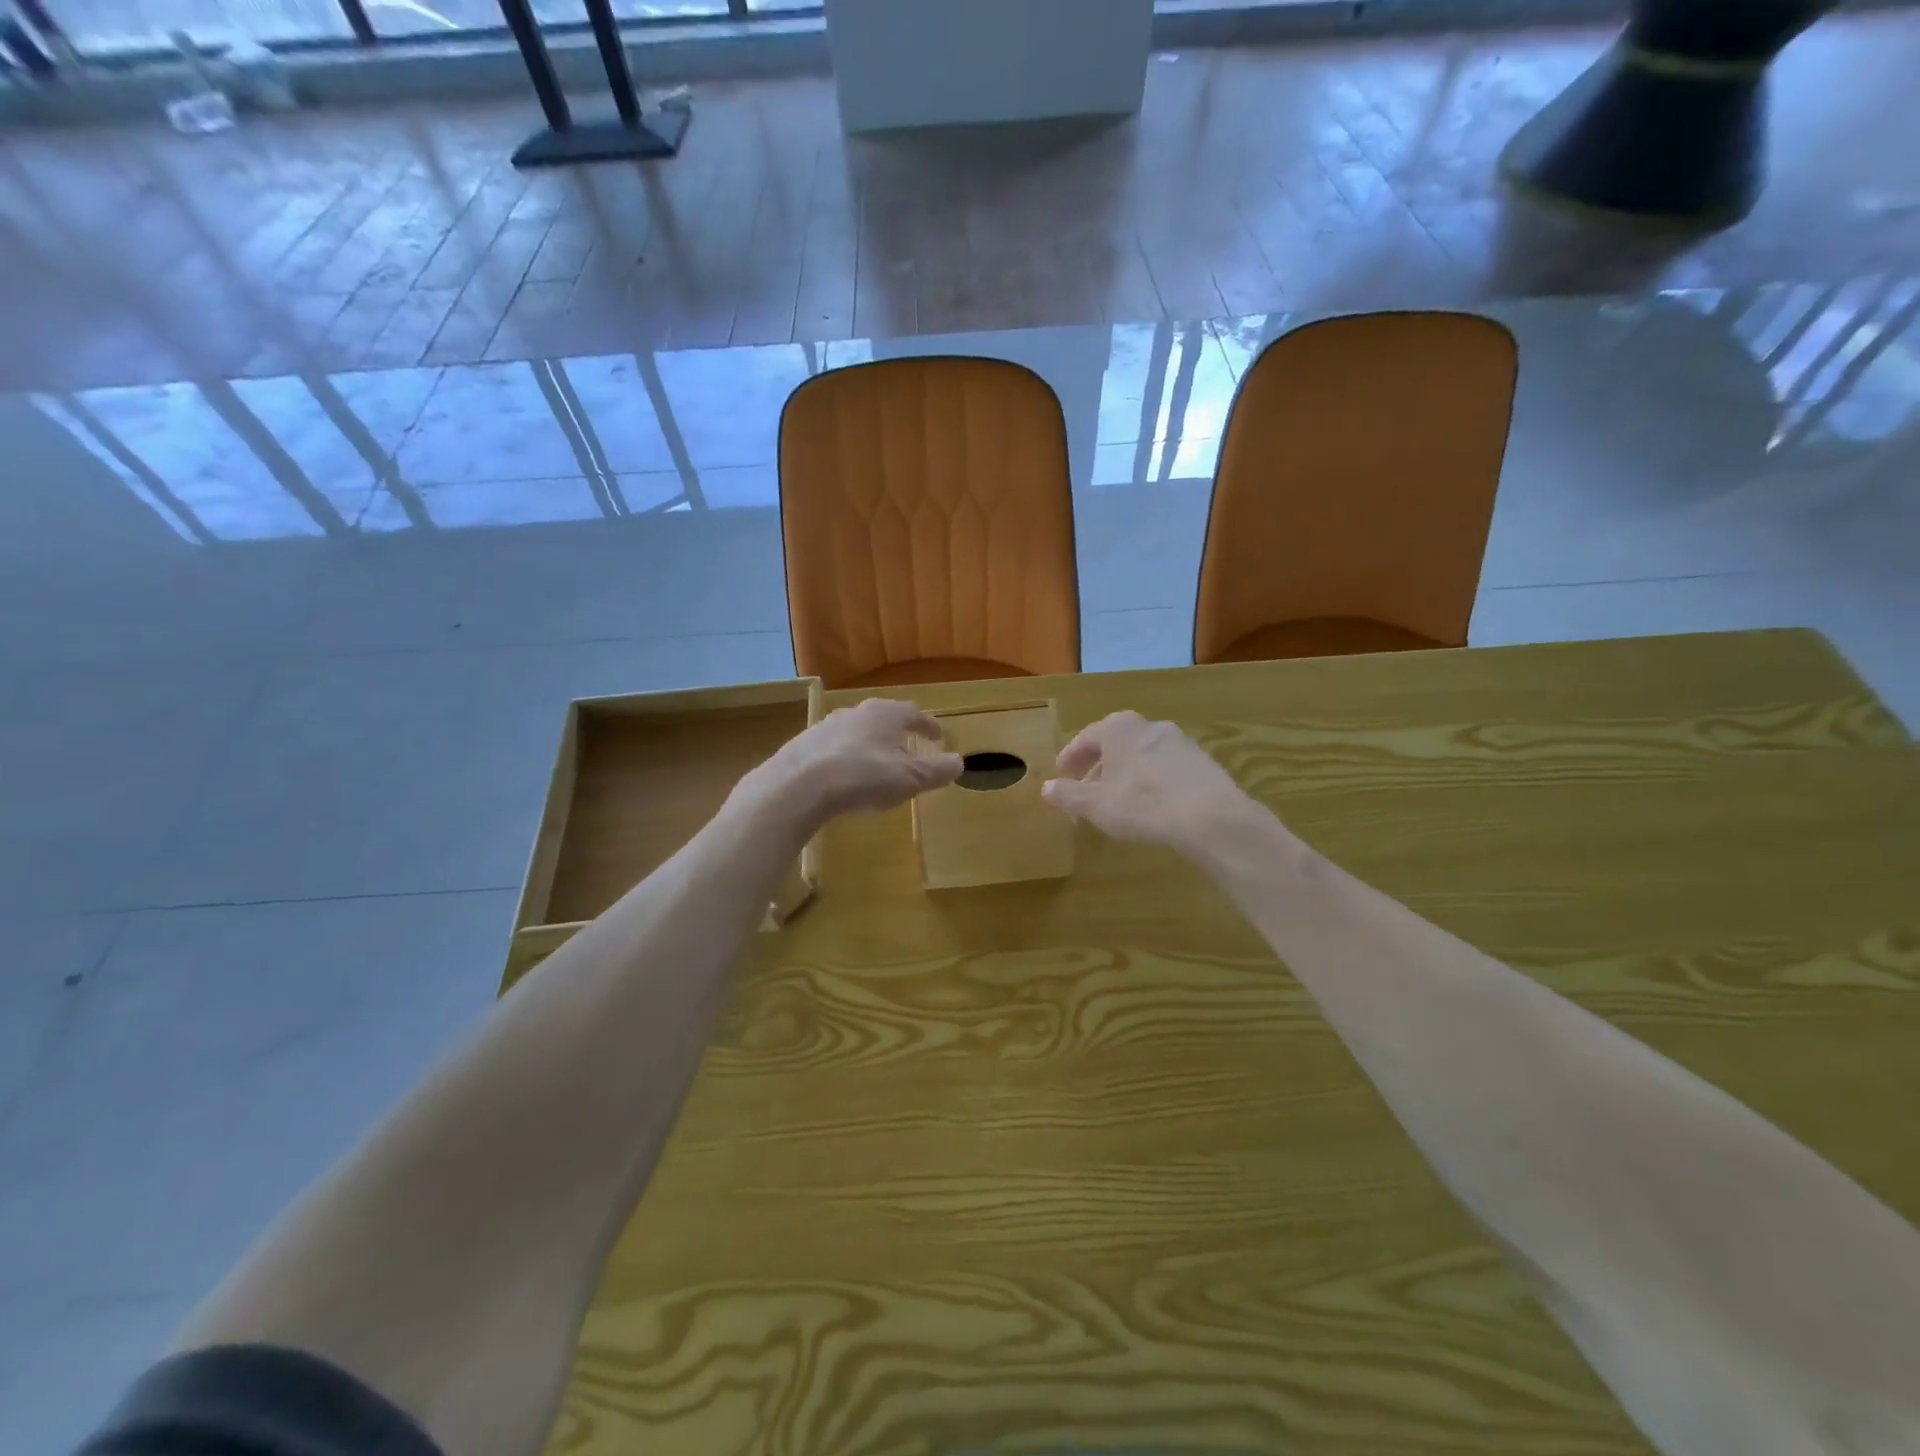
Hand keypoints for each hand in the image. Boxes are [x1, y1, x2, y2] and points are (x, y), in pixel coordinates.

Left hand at [741, 697, 962, 832]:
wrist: (800, 785)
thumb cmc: (864, 776)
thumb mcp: (910, 778)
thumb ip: (936, 770)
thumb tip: (959, 762)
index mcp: (885, 714)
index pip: (913, 713)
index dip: (927, 725)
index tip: (937, 736)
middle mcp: (856, 712)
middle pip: (883, 718)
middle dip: (897, 733)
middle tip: (907, 748)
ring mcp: (826, 726)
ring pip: (856, 732)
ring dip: (869, 745)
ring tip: (876, 764)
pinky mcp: (804, 745)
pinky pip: (833, 749)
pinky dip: (845, 758)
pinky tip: (844, 777)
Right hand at [1041, 711, 1256, 852]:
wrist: (1211, 816)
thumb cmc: (1143, 804)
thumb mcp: (1096, 805)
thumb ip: (1068, 795)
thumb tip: (1046, 787)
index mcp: (1118, 728)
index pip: (1085, 739)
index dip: (1070, 759)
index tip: (1061, 775)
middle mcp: (1148, 726)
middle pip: (1114, 746)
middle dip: (1097, 769)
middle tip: (1085, 793)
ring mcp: (1179, 741)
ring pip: (1140, 756)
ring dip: (1124, 776)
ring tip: (1117, 802)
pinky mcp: (1201, 761)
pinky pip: (1164, 768)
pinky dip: (1150, 781)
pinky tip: (1150, 805)